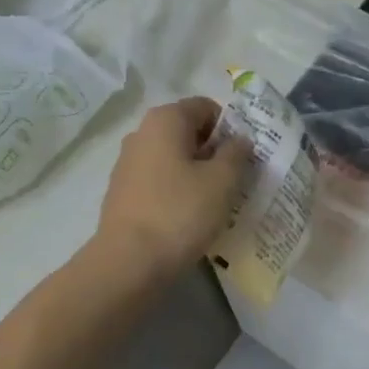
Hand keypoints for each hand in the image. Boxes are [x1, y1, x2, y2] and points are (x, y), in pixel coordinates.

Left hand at [94, 98, 250, 282]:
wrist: (129, 261)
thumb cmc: (181, 212)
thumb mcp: (222, 181)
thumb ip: (236, 153)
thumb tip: (239, 139)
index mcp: (165, 119)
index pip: (206, 107)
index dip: (231, 128)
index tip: (245, 157)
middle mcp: (141, 133)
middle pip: (189, 132)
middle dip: (215, 152)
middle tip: (237, 180)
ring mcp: (128, 163)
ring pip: (174, 158)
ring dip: (197, 173)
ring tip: (216, 202)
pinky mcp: (123, 192)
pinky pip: (160, 181)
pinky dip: (178, 191)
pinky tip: (190, 217)